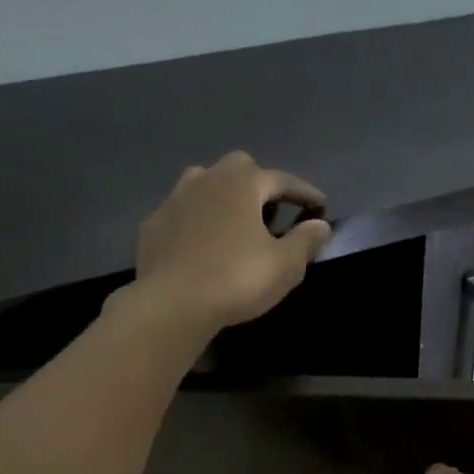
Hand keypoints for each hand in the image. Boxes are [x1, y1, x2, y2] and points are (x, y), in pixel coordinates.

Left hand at [131, 151, 332, 332]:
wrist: (171, 304)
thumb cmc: (236, 279)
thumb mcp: (285, 265)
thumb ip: (305, 240)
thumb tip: (320, 225)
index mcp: (242, 183)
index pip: (281, 179)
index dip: (304, 192)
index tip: (320, 205)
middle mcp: (206, 179)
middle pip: (238, 169)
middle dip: (259, 184)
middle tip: (272, 210)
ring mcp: (174, 200)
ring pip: (203, 184)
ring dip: (222, 196)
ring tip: (235, 221)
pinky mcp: (152, 225)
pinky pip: (182, 213)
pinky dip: (196, 221)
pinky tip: (202, 243)